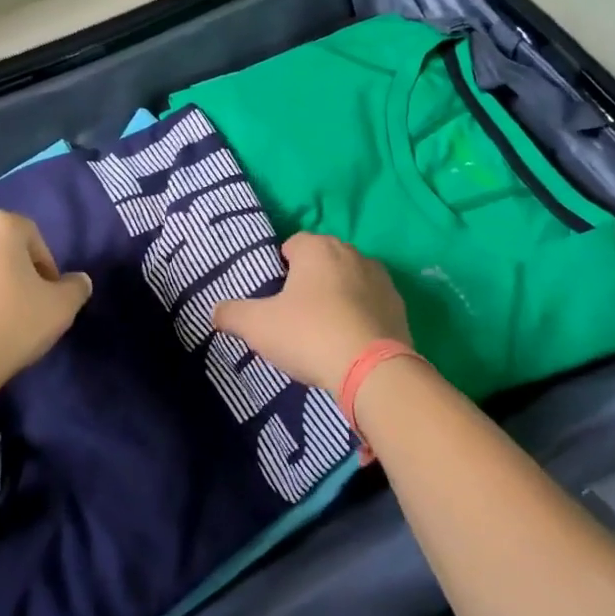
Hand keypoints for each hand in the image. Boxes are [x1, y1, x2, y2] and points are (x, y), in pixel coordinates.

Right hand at [213, 232, 411, 391]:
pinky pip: (371, 304)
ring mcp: (381, 278)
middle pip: (322, 261)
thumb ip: (232, 314)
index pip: (292, 244)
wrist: (372, 371)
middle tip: (294, 316)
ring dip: (337, 296)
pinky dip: (360, 316)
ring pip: (349, 280)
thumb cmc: (309, 335)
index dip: (280, 268)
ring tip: (323, 332)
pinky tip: (349, 343)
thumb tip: (215, 311)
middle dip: (309, 281)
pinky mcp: (399, 306)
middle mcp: (351, 253)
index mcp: (317, 248)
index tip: (274, 297)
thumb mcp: (258, 326)